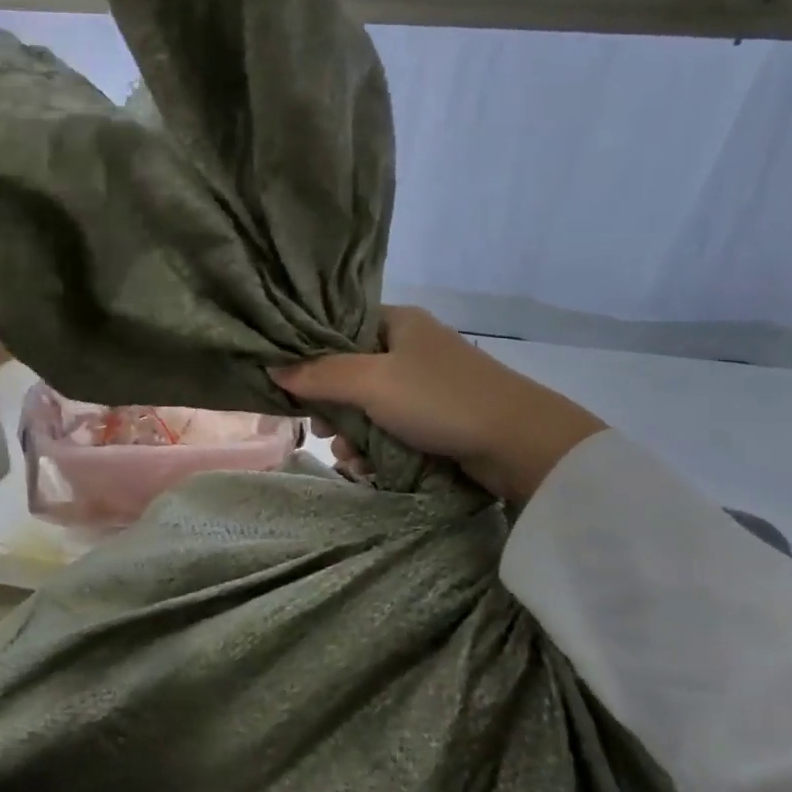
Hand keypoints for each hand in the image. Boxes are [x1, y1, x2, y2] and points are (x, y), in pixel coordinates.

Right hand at [269, 306, 605, 502]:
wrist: (520, 444)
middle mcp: (411, 348)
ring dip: (352, 434)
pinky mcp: (438, 419)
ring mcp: (426, 385)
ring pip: (369, 406)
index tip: (293, 387)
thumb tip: (271, 367)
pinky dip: (377, 448)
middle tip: (322, 430)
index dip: (312, 356)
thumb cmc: (439, 400)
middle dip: (332, 406)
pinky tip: (367, 468)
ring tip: (349, 459)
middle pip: (350, 372)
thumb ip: (319, 374)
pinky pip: (392, 429)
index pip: (340, 329)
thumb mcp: (371, 382)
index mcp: (398, 323)